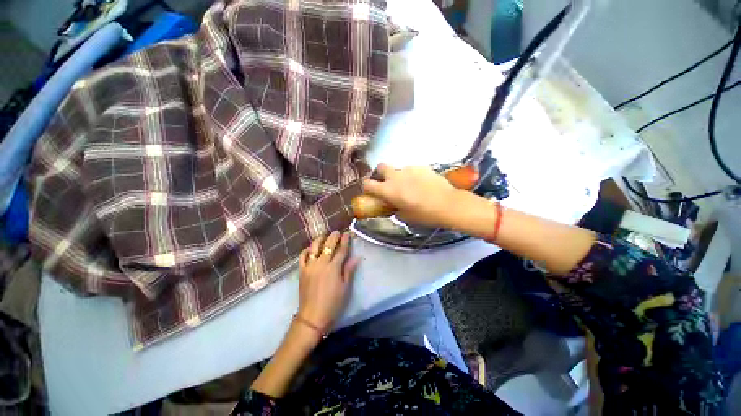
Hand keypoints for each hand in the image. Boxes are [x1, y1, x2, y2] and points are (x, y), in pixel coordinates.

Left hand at [297, 231, 359, 331]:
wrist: (312, 317)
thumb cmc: (333, 303)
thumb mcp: (345, 287)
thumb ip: (349, 270)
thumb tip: (357, 257)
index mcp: (333, 268)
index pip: (341, 250)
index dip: (345, 240)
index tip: (347, 233)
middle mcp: (321, 263)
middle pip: (328, 245)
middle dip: (333, 236)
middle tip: (337, 232)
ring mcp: (309, 266)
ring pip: (314, 247)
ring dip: (320, 239)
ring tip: (324, 236)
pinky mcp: (301, 271)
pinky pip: (302, 256)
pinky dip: (306, 250)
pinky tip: (310, 248)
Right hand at [362, 163, 458, 227]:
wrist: (448, 204)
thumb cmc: (424, 214)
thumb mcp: (405, 216)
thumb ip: (395, 209)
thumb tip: (393, 206)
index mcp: (389, 190)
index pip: (368, 184)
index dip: (366, 187)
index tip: (370, 191)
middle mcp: (396, 176)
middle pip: (381, 166)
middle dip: (381, 173)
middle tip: (388, 182)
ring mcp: (409, 169)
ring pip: (399, 169)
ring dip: (399, 176)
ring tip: (411, 186)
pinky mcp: (422, 166)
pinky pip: (412, 170)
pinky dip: (413, 176)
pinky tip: (422, 184)